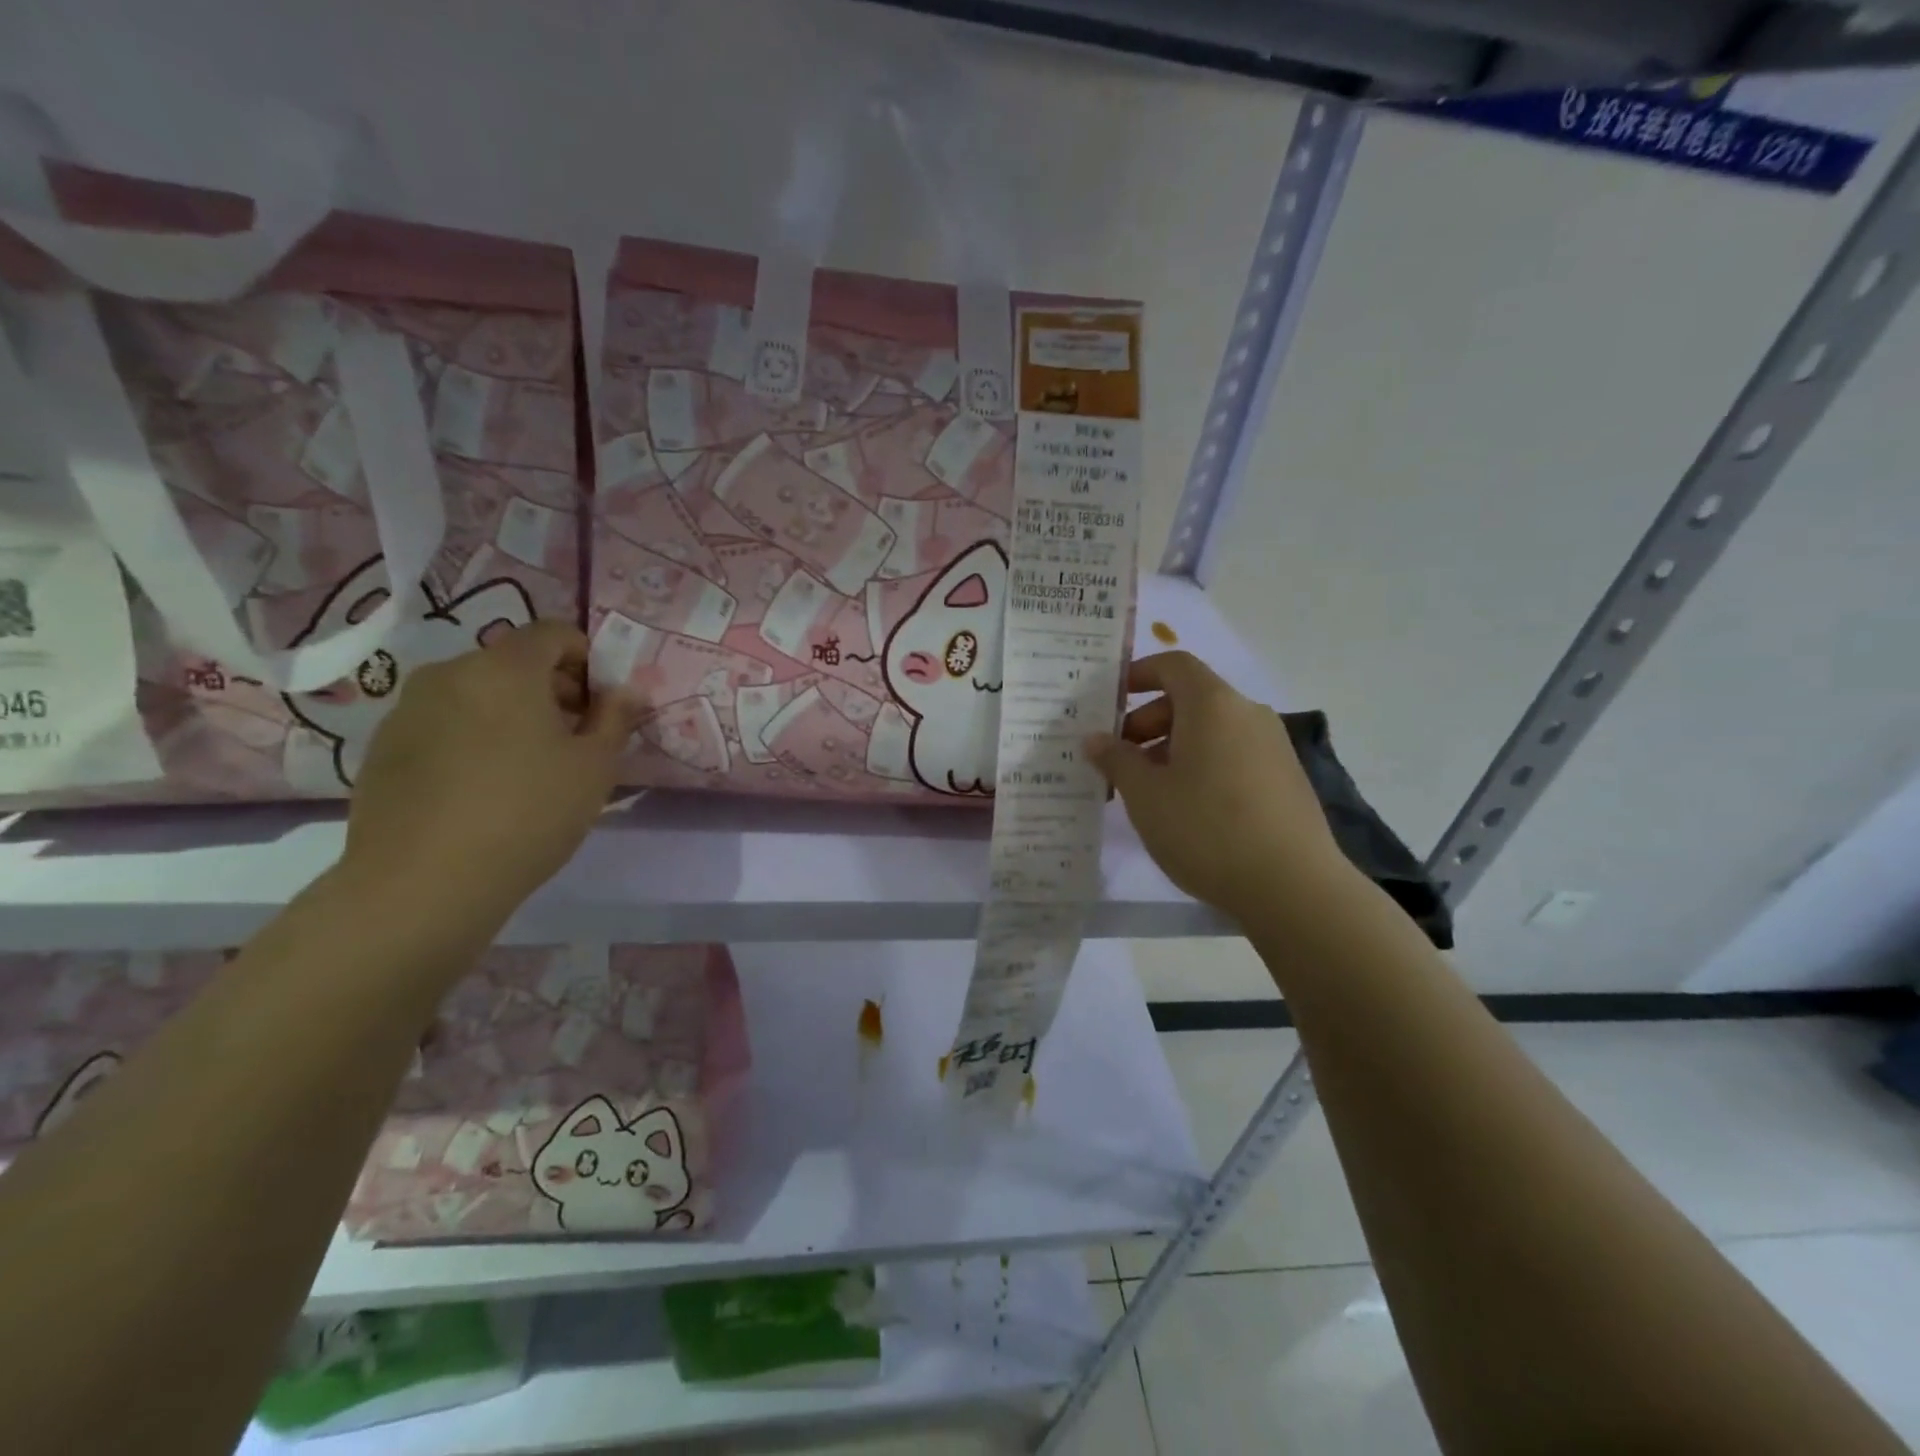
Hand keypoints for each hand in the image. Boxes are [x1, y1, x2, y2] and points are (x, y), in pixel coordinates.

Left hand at [341, 621, 641, 918]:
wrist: (423, 883)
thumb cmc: (529, 813)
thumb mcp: (595, 767)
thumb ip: (616, 718)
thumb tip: (626, 691)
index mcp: (506, 669)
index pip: (553, 633)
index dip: (587, 658)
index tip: (600, 704)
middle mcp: (450, 673)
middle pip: (513, 662)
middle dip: (551, 689)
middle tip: (573, 739)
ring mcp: (407, 710)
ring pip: (475, 693)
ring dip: (510, 714)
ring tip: (527, 769)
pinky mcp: (382, 748)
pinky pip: (443, 724)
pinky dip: (471, 738)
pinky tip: (482, 791)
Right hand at [1085, 651, 1355, 923]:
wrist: (1292, 886)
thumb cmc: (1206, 829)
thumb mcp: (1146, 795)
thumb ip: (1116, 759)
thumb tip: (1095, 738)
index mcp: (1213, 705)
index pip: (1173, 665)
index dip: (1138, 675)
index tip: (1109, 702)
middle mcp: (1247, 713)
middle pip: (1190, 699)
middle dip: (1147, 722)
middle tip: (1117, 761)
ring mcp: (1272, 746)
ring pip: (1210, 731)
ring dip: (1171, 748)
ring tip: (1146, 791)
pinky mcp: (1285, 778)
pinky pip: (1231, 755)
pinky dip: (1201, 766)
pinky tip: (1185, 809)